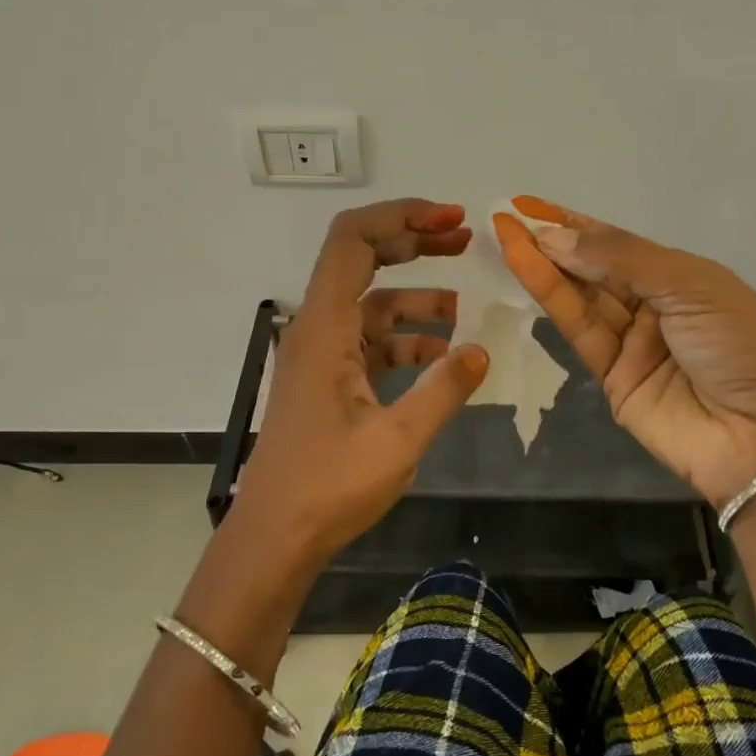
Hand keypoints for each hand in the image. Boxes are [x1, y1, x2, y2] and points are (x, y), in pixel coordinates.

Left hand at [235, 199, 490, 564]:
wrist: (274, 539)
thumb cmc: (328, 487)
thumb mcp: (398, 440)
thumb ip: (444, 390)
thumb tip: (482, 351)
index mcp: (325, 326)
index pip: (353, 240)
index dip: (402, 216)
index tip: (451, 220)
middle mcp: (318, 328)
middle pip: (363, 259)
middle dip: (414, 242)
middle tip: (465, 239)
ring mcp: (323, 354)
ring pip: (372, 304)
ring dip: (417, 298)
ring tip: (464, 307)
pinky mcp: (330, 380)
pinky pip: (372, 342)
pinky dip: (407, 340)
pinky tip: (442, 358)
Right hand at [494, 197, 755, 508]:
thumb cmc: (744, 343)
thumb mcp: (691, 285)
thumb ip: (621, 259)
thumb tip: (555, 237)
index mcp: (684, 278)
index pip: (620, 244)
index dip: (576, 224)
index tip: (531, 204)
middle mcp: (655, 307)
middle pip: (596, 269)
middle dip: (554, 242)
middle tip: (509, 218)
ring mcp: (633, 346)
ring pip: (582, 298)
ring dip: (544, 267)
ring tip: (507, 235)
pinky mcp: (613, 381)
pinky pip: (580, 333)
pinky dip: (552, 301)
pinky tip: (527, 269)